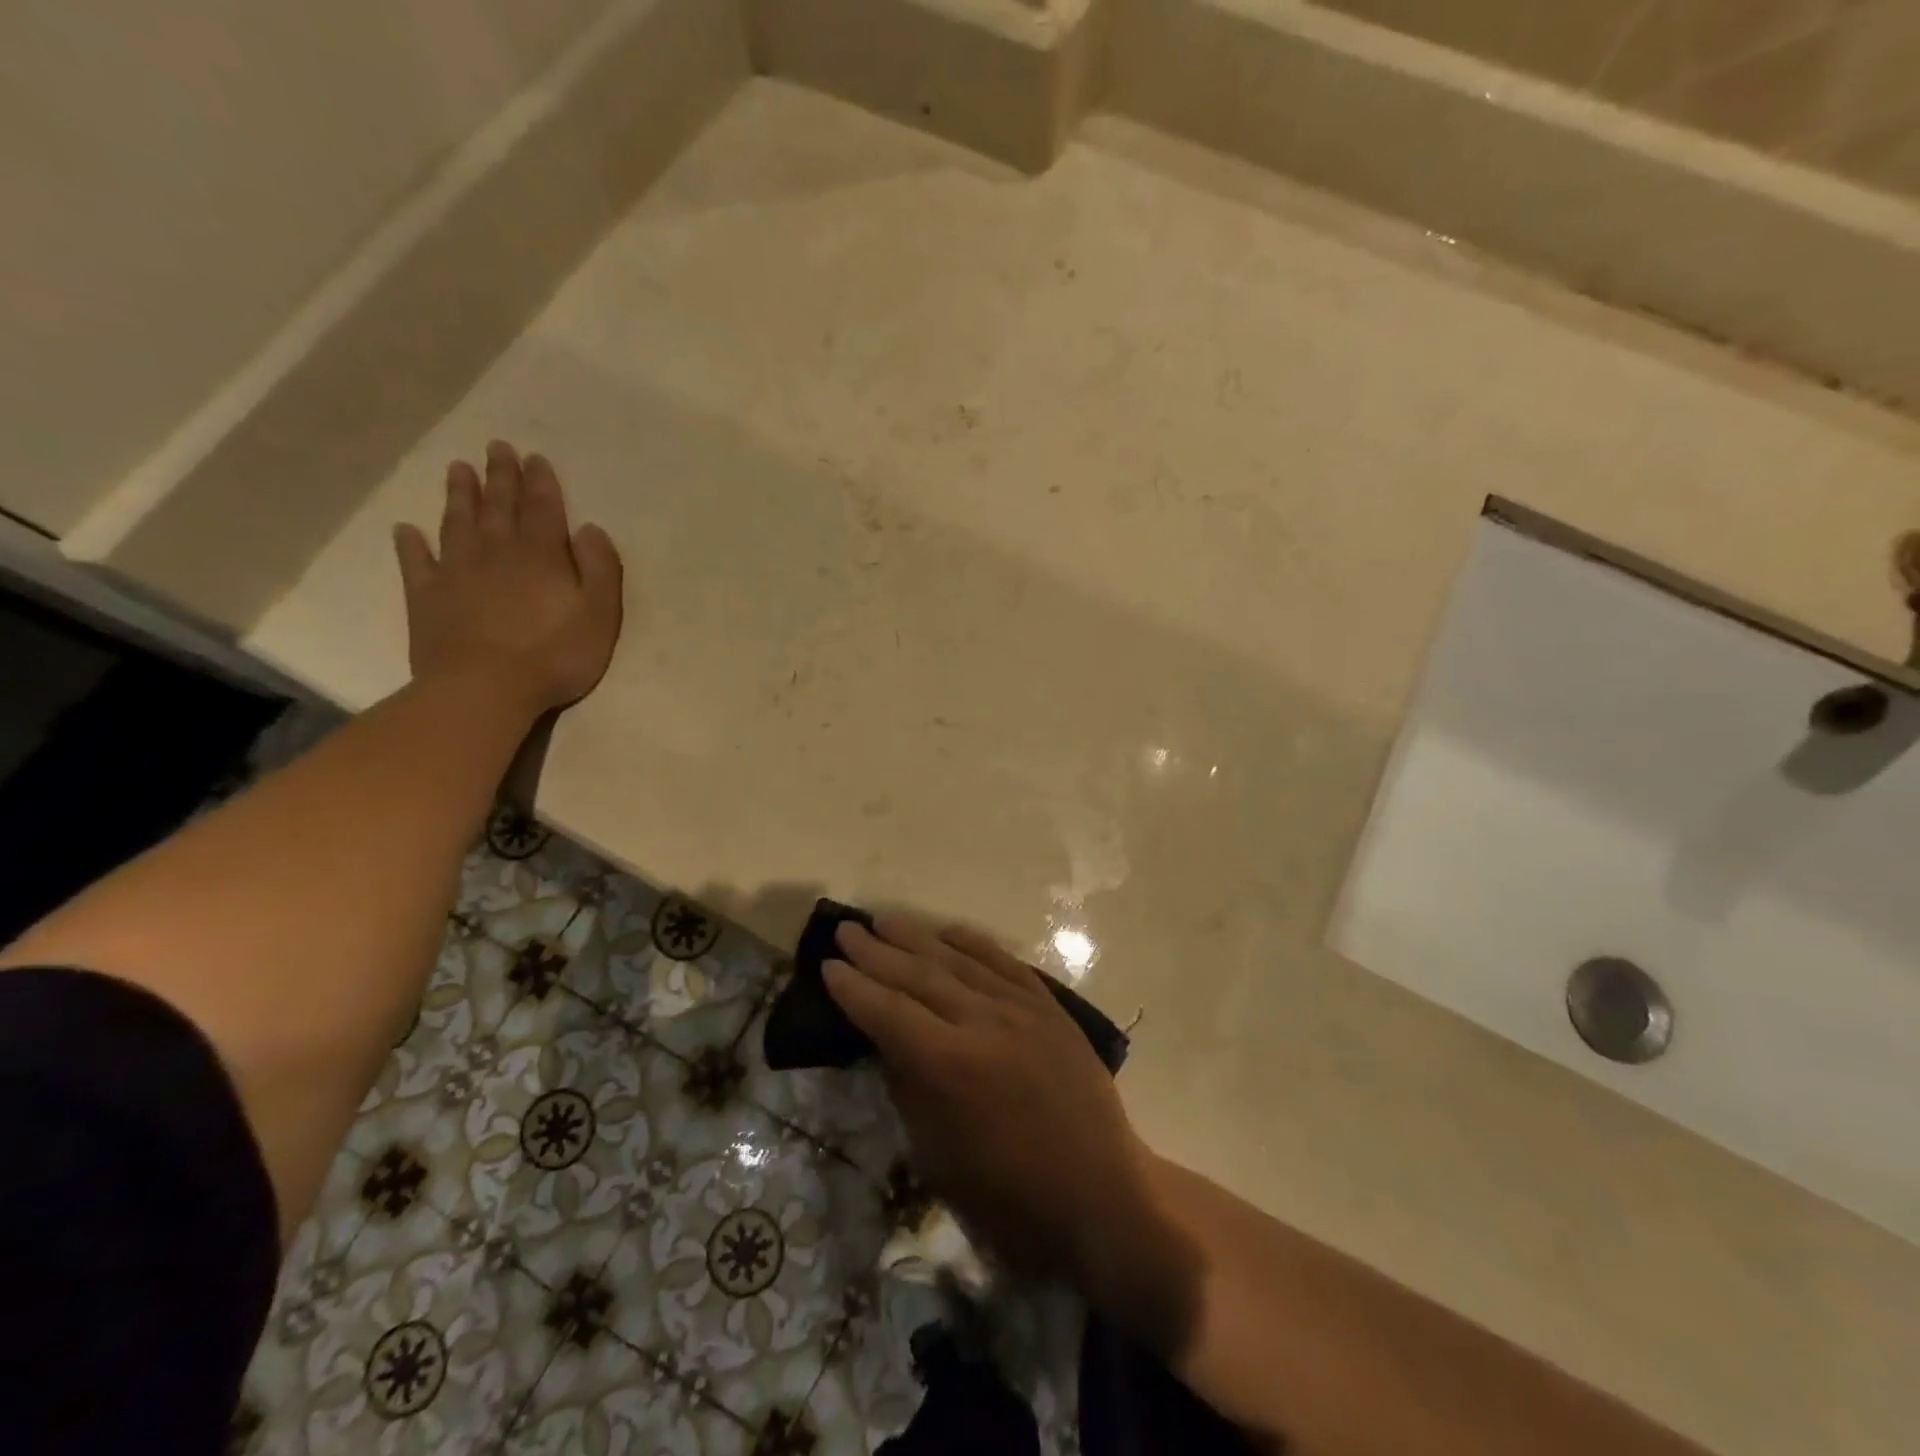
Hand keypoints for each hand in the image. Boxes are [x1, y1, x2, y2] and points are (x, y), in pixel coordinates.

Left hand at [393, 442, 623, 713]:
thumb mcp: (600, 615)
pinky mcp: (427, 598)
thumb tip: (591, 529)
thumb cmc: (555, 656)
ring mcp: (457, 573)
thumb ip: (600, 569)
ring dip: (459, 496)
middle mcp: (497, 553)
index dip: (541, 483)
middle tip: (496, 447)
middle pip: (499, 507)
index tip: (535, 458)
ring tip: (457, 469)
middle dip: (500, 477)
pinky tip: (406, 530)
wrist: (485, 689)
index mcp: (542, 556)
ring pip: (457, 524)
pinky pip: (416, 563)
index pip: (543, 509)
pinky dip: (411, 544)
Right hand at [824, 915, 1159, 1280]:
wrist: (1101, 1195)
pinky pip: (1004, 962)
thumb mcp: (938, 1157)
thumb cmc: (1010, 1198)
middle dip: (876, 952)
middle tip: (846, 930)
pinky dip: (973, 943)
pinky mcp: (1049, 1006)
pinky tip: (950, 932)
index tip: (827, 966)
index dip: (853, 988)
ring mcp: (1021, 1008)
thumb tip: (887, 1040)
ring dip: (917, 938)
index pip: (887, 1012)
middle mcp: (983, 1021)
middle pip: (918, 976)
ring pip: (958, 961)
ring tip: (884, 920)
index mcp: (949, 1065)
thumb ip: (908, 1087)